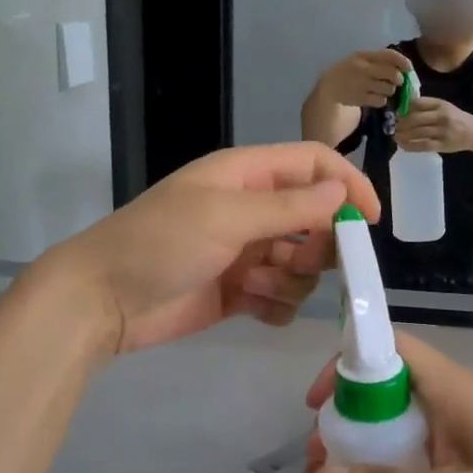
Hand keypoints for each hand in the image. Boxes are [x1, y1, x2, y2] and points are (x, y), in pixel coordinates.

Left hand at [36, 143, 378, 354]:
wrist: (103, 301)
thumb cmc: (161, 244)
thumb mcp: (226, 217)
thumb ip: (289, 206)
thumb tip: (342, 193)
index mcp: (247, 176)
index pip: (315, 166)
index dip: (348, 186)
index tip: (370, 221)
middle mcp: (252, 210)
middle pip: (317, 220)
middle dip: (318, 245)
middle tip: (302, 261)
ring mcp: (246, 252)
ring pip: (303, 264)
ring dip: (290, 279)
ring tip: (253, 285)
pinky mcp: (239, 291)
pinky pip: (281, 298)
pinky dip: (275, 305)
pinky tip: (251, 307)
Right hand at [304, 333, 472, 472]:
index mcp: (460, 394)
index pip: (394, 349)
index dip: (349, 364)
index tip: (317, 407)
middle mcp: (462, 409)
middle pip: (392, 389)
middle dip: (350, 416)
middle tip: (318, 460)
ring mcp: (471, 445)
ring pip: (404, 429)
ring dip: (367, 450)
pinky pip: (421, 463)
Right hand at [317, 49, 413, 108]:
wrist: (330, 87)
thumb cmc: (351, 72)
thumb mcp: (362, 60)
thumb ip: (380, 62)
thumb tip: (405, 68)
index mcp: (364, 56)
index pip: (390, 55)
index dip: (403, 62)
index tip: (409, 69)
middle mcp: (363, 68)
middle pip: (392, 74)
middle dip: (398, 79)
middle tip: (397, 82)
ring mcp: (361, 84)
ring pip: (388, 89)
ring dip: (389, 90)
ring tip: (380, 89)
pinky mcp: (360, 99)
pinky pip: (381, 100)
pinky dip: (381, 100)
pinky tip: (373, 98)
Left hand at [394, 96, 472, 154]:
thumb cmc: (455, 118)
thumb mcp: (444, 107)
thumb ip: (427, 106)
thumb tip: (404, 109)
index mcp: (440, 104)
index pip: (418, 103)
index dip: (404, 109)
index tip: (398, 114)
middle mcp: (441, 116)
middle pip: (415, 119)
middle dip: (401, 123)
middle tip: (395, 127)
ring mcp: (442, 131)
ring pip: (417, 132)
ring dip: (403, 135)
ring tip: (396, 136)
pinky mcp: (442, 144)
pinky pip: (422, 145)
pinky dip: (410, 146)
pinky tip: (402, 145)